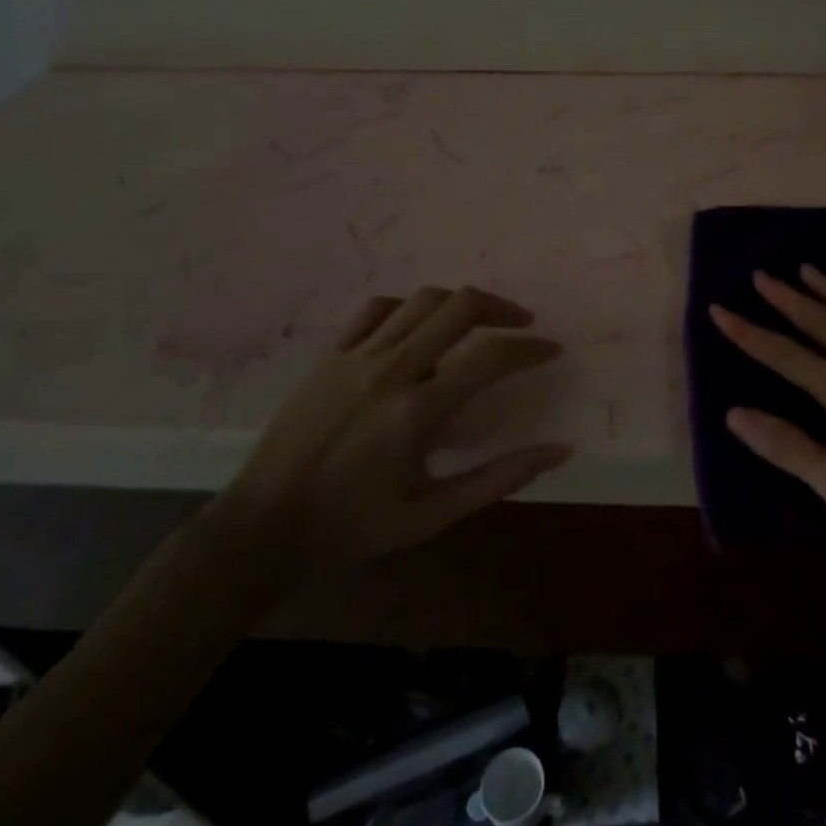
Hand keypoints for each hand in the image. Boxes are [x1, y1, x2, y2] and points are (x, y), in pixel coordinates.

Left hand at [210, 287, 570, 585]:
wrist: (265, 526)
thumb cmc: (355, 526)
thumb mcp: (434, 514)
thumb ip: (500, 479)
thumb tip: (560, 450)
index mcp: (418, 412)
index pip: (491, 357)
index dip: (530, 348)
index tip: (550, 351)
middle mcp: (391, 370)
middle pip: (461, 306)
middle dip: (502, 308)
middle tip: (522, 324)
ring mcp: (356, 356)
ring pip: (423, 300)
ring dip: (462, 302)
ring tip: (480, 319)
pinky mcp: (331, 354)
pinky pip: (378, 308)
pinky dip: (410, 307)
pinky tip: (421, 325)